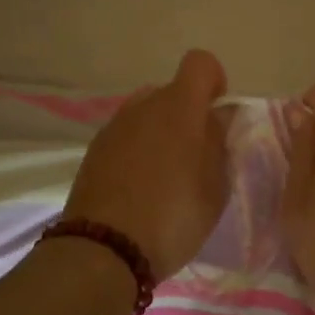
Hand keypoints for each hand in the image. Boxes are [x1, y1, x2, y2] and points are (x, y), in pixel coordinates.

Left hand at [64, 50, 230, 280]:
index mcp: (179, 107)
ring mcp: (115, 126)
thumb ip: (219, 143)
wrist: (104, 250)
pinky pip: (126, 135)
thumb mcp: (214, 186)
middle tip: (197, 155)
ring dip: (161, 132)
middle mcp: (144, 105)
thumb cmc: (173, 217)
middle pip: (172, 91)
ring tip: (166, 175)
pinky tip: (139, 186)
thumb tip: (219, 115)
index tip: (218, 112)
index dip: (214, 80)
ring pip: (147, 114)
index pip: (200, 63)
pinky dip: (138, 149)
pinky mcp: (95, 149)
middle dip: (188, 114)